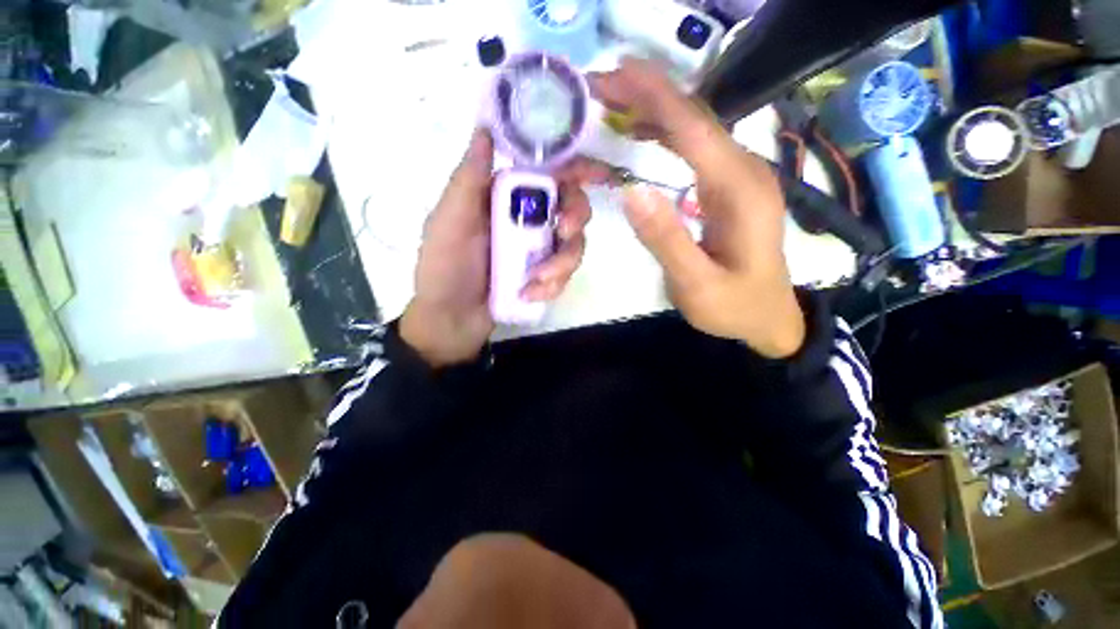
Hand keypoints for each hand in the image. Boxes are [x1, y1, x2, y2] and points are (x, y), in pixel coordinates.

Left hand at [400, 129, 593, 367]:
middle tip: (566, 231)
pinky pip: (566, 273)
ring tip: (537, 281)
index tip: (600, 173)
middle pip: (572, 204)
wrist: (453, 319)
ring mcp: (539, 248)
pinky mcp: (544, 274)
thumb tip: (484, 128)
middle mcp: (528, 217)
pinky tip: (531, 294)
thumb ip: (468, 180)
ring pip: (574, 242)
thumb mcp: (450, 222)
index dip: (576, 166)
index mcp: (505, 196)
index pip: (547, 170)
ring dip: (563, 261)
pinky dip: (553, 284)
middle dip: (577, 215)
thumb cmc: (445, 268)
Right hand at [590, 58, 804, 357]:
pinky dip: (666, 134)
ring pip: (695, 129)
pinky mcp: (730, 188)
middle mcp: (745, 172)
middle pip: (695, 119)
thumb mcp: (696, 284)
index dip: (656, 96)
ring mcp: (740, 178)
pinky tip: (643, 134)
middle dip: (648, 95)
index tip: (617, 72)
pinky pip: (696, 149)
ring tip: (614, 103)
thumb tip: (630, 191)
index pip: (694, 129)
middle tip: (601, 87)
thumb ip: (666, 239)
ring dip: (655, 110)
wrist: (767, 318)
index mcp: (739, 191)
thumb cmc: (733, 306)